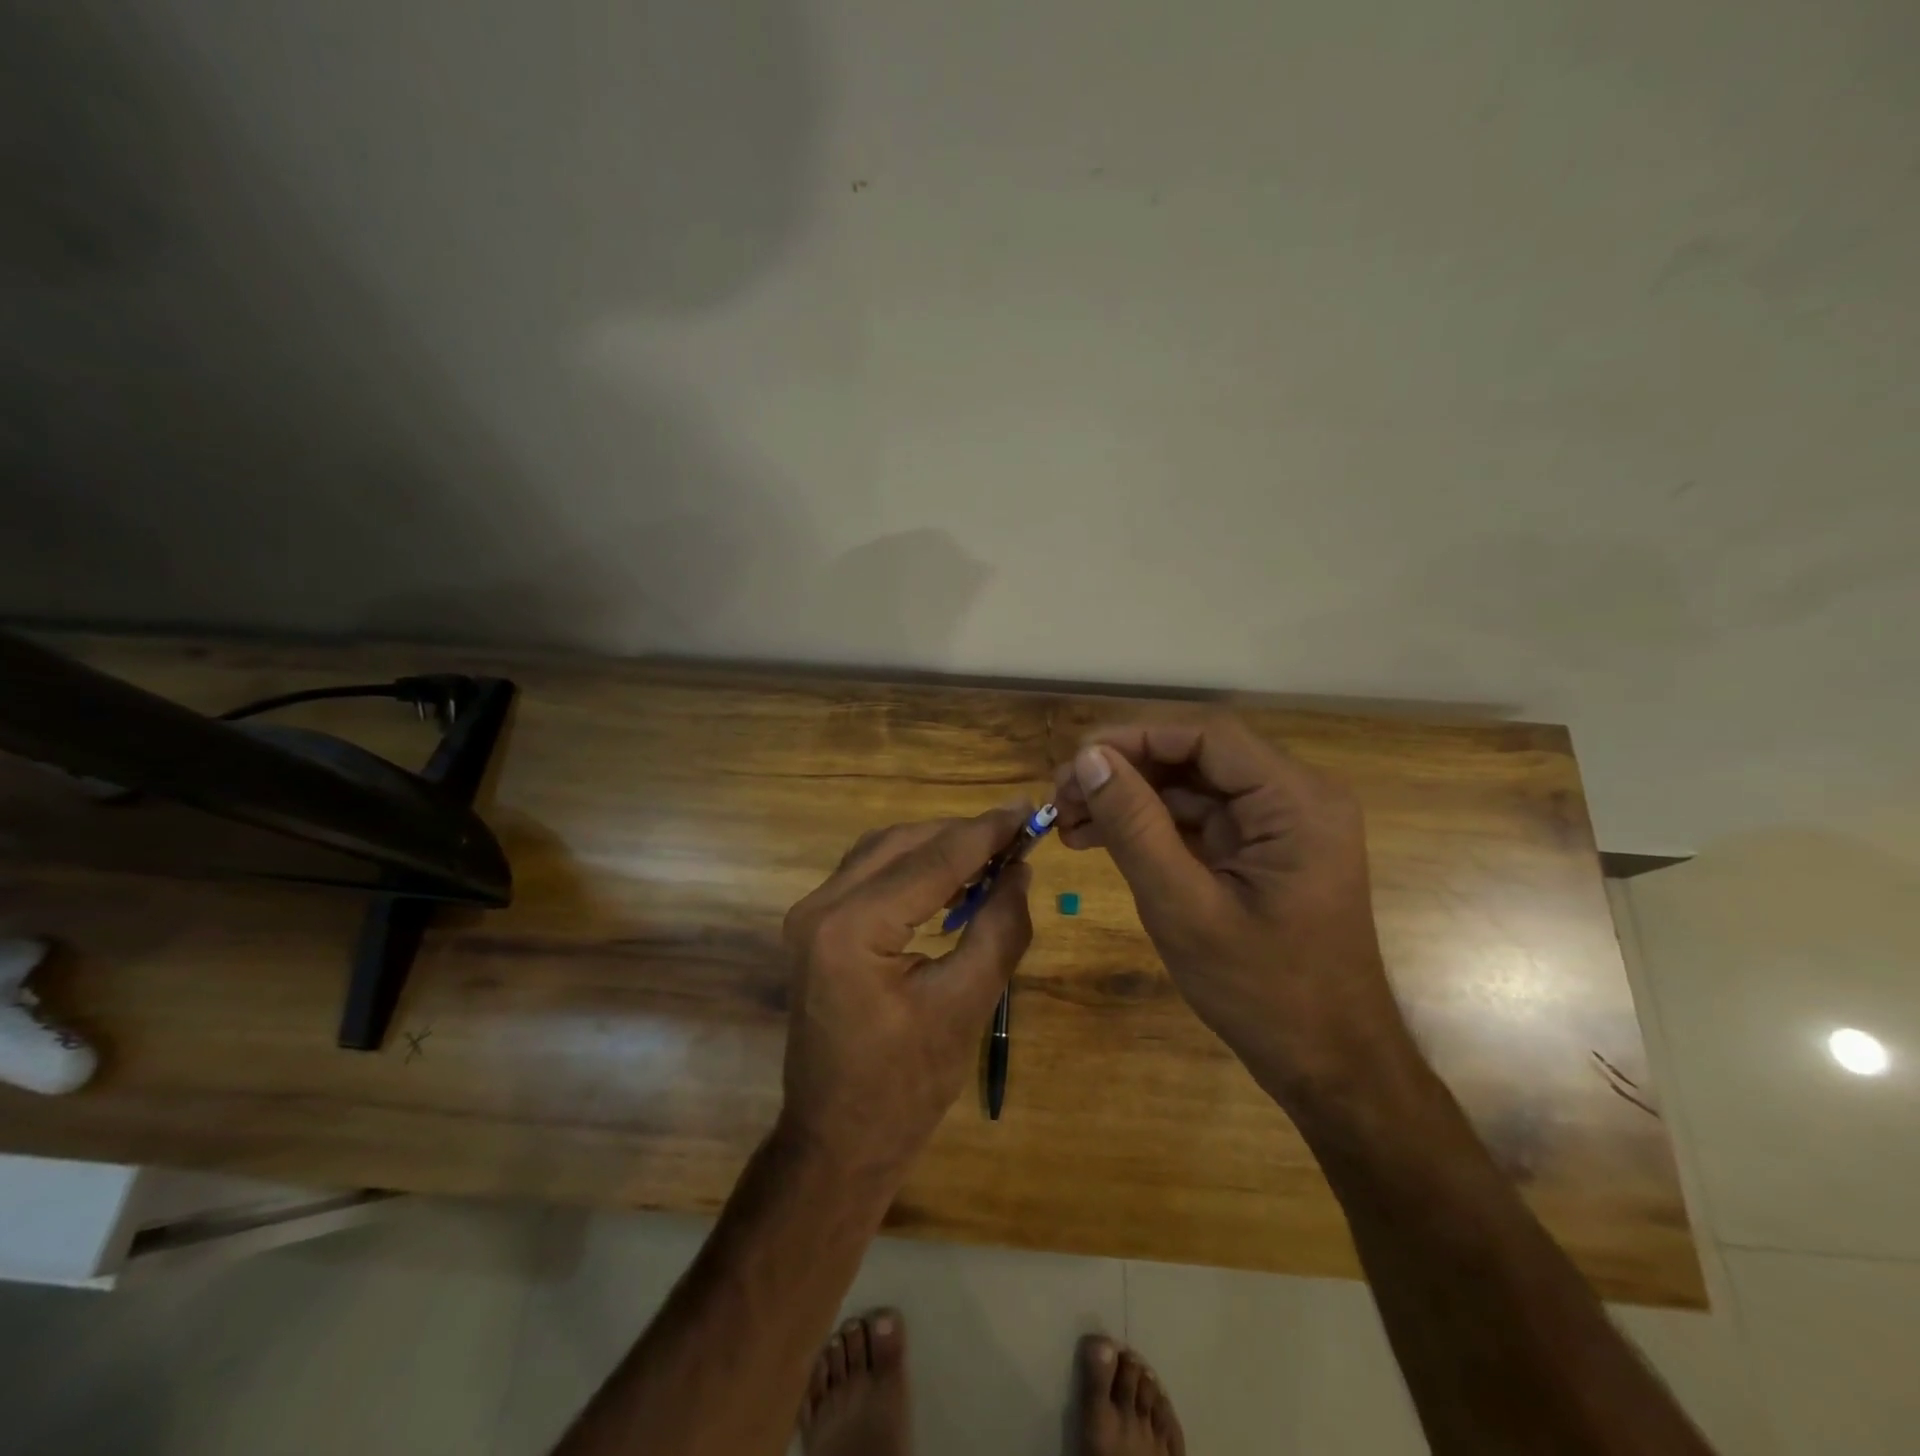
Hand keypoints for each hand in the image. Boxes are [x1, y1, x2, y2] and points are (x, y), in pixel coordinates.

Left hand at [777, 807, 1034, 1181]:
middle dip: (962, 834)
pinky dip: (913, 868)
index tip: (1030, 809)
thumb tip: (1020, 870)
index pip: (933, 860)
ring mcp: (811, 915)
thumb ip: (1000, 928)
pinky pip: (870, 875)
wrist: (837, 1142)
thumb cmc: (905, 1087)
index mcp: (852, 927)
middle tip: (1017, 834)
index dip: (986, 832)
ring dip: (937, 847)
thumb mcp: (967, 1006)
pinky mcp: (816, 927)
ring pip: (884, 852)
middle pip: (903, 844)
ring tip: (992, 854)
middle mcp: (821, 906)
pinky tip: (952, 881)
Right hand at [1052, 716, 1413, 1113]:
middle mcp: (1295, 797)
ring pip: (1191, 785)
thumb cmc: (1263, 992)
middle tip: (1063, 796)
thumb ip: (1135, 827)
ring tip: (1068, 821)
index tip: (1075, 760)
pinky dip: (1149, 825)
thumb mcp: (1184, 908)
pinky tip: (1098, 839)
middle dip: (1125, 770)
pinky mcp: (1261, 849)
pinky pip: (1198, 819)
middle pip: (1196, 755)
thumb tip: (1089, 758)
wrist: (1328, 1065)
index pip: (1207, 735)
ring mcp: (1279, 824)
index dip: (1134, 738)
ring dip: (1129, 798)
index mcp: (1296, 801)